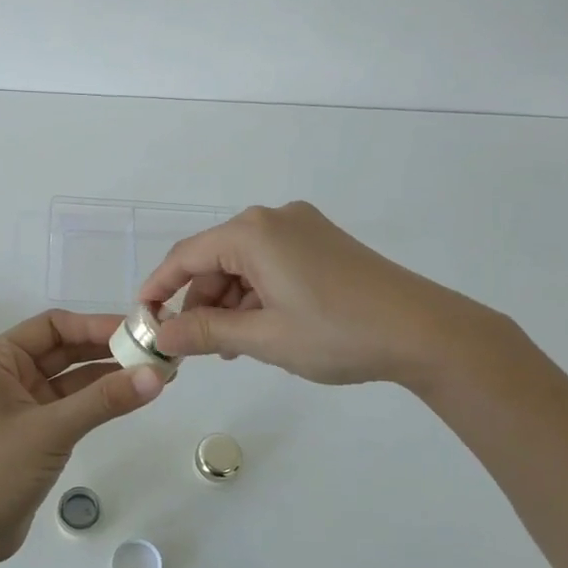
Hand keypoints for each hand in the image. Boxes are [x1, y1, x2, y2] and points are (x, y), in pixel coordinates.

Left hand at [0, 310, 165, 562]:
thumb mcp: (52, 429)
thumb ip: (104, 400)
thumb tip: (157, 375)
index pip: (54, 326)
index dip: (96, 324)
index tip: (138, 330)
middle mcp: (10, 374)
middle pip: (66, 349)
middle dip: (108, 349)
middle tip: (154, 351)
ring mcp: (23, 404)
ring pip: (73, 378)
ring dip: (109, 375)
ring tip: (155, 373)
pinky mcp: (36, 431)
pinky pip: (73, 404)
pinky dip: (100, 400)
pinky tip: (132, 397)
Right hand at [139, 201, 512, 387]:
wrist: (425, 331)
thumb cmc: (336, 333)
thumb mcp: (263, 337)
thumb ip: (205, 332)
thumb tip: (161, 334)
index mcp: (253, 232)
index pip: (186, 256)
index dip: (158, 288)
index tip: (142, 319)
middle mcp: (273, 218)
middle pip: (215, 259)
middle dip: (200, 302)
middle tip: (194, 348)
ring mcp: (302, 228)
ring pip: (244, 264)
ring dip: (230, 303)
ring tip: (231, 348)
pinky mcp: (323, 242)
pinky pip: (271, 264)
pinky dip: (257, 295)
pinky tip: (261, 329)